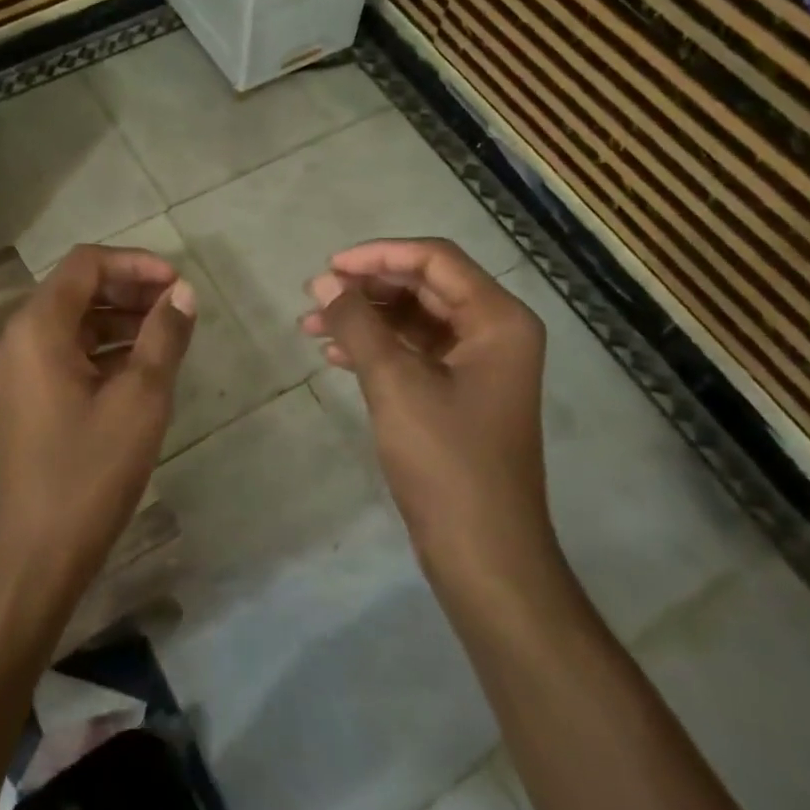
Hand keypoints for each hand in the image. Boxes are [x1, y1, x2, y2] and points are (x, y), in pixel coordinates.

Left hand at [0, 245, 195, 592]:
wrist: (33, 556)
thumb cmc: (88, 472)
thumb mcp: (140, 400)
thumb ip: (164, 337)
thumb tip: (183, 292)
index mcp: (38, 327)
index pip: (86, 264)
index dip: (135, 263)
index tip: (177, 284)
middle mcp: (20, 337)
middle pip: (77, 289)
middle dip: (130, 289)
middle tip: (178, 306)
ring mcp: (19, 369)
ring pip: (74, 322)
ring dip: (120, 319)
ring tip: (168, 334)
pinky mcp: (26, 397)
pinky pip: (67, 353)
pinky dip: (104, 349)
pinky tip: (141, 368)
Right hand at [300, 238, 556, 588]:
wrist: (482, 553)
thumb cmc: (445, 460)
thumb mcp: (394, 382)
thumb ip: (358, 323)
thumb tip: (324, 284)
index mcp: (498, 319)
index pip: (434, 259)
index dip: (378, 256)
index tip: (328, 269)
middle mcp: (494, 332)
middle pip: (424, 285)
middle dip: (367, 287)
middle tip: (314, 296)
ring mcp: (478, 365)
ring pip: (414, 319)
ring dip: (365, 318)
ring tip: (311, 326)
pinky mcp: (459, 393)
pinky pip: (414, 352)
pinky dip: (376, 348)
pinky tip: (334, 355)